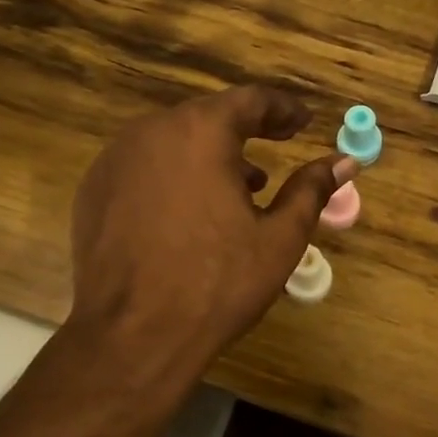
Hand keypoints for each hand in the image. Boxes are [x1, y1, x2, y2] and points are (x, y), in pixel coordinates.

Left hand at [70, 85, 356, 375]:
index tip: (302, 122)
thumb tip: (343, 162)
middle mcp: (152, 131)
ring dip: (209, 154)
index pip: (250, 100)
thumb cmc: (216, 284)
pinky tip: (188, 212)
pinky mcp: (94, 189)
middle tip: (275, 146)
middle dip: (245, 130)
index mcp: (200, 131)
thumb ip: (311, 190)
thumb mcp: (278, 238)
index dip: (282, 109)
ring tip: (238, 188)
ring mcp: (115, 159)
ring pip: (173, 140)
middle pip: (208, 116)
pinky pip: (144, 166)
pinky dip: (173, 175)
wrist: (132, 336)